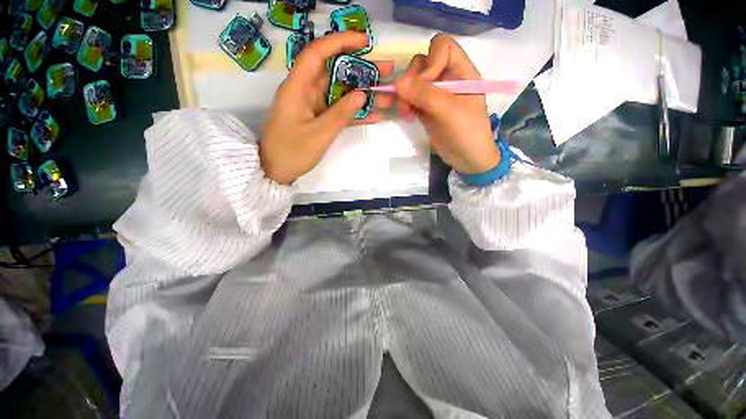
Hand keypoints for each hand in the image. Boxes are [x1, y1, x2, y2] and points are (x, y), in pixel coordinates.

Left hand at [260, 32, 393, 184]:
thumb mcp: (319, 134)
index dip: (341, 43)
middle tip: (386, 70)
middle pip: (335, 72)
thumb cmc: (292, 152)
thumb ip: (341, 114)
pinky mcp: (319, 119)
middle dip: (361, 70)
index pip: (318, 53)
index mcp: (298, 87)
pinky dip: (355, 113)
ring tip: (387, 94)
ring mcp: (314, 106)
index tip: (365, 42)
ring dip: (363, 94)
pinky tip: (374, 114)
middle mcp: (306, 91)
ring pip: (341, 93)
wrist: (276, 170)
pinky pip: (339, 111)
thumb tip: (361, 95)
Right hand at [395, 34, 499, 174]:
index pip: (442, 47)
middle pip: (423, 62)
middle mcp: (447, 78)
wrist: (467, 159)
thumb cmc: (467, 133)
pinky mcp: (426, 109)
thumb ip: (425, 95)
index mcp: (461, 71)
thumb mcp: (449, 111)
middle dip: (412, 79)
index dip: (431, 61)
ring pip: (413, 81)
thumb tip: (397, 81)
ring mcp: (435, 94)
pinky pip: (410, 98)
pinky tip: (406, 115)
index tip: (427, 84)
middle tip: (409, 101)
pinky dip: (405, 104)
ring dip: (405, 93)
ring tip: (405, 111)